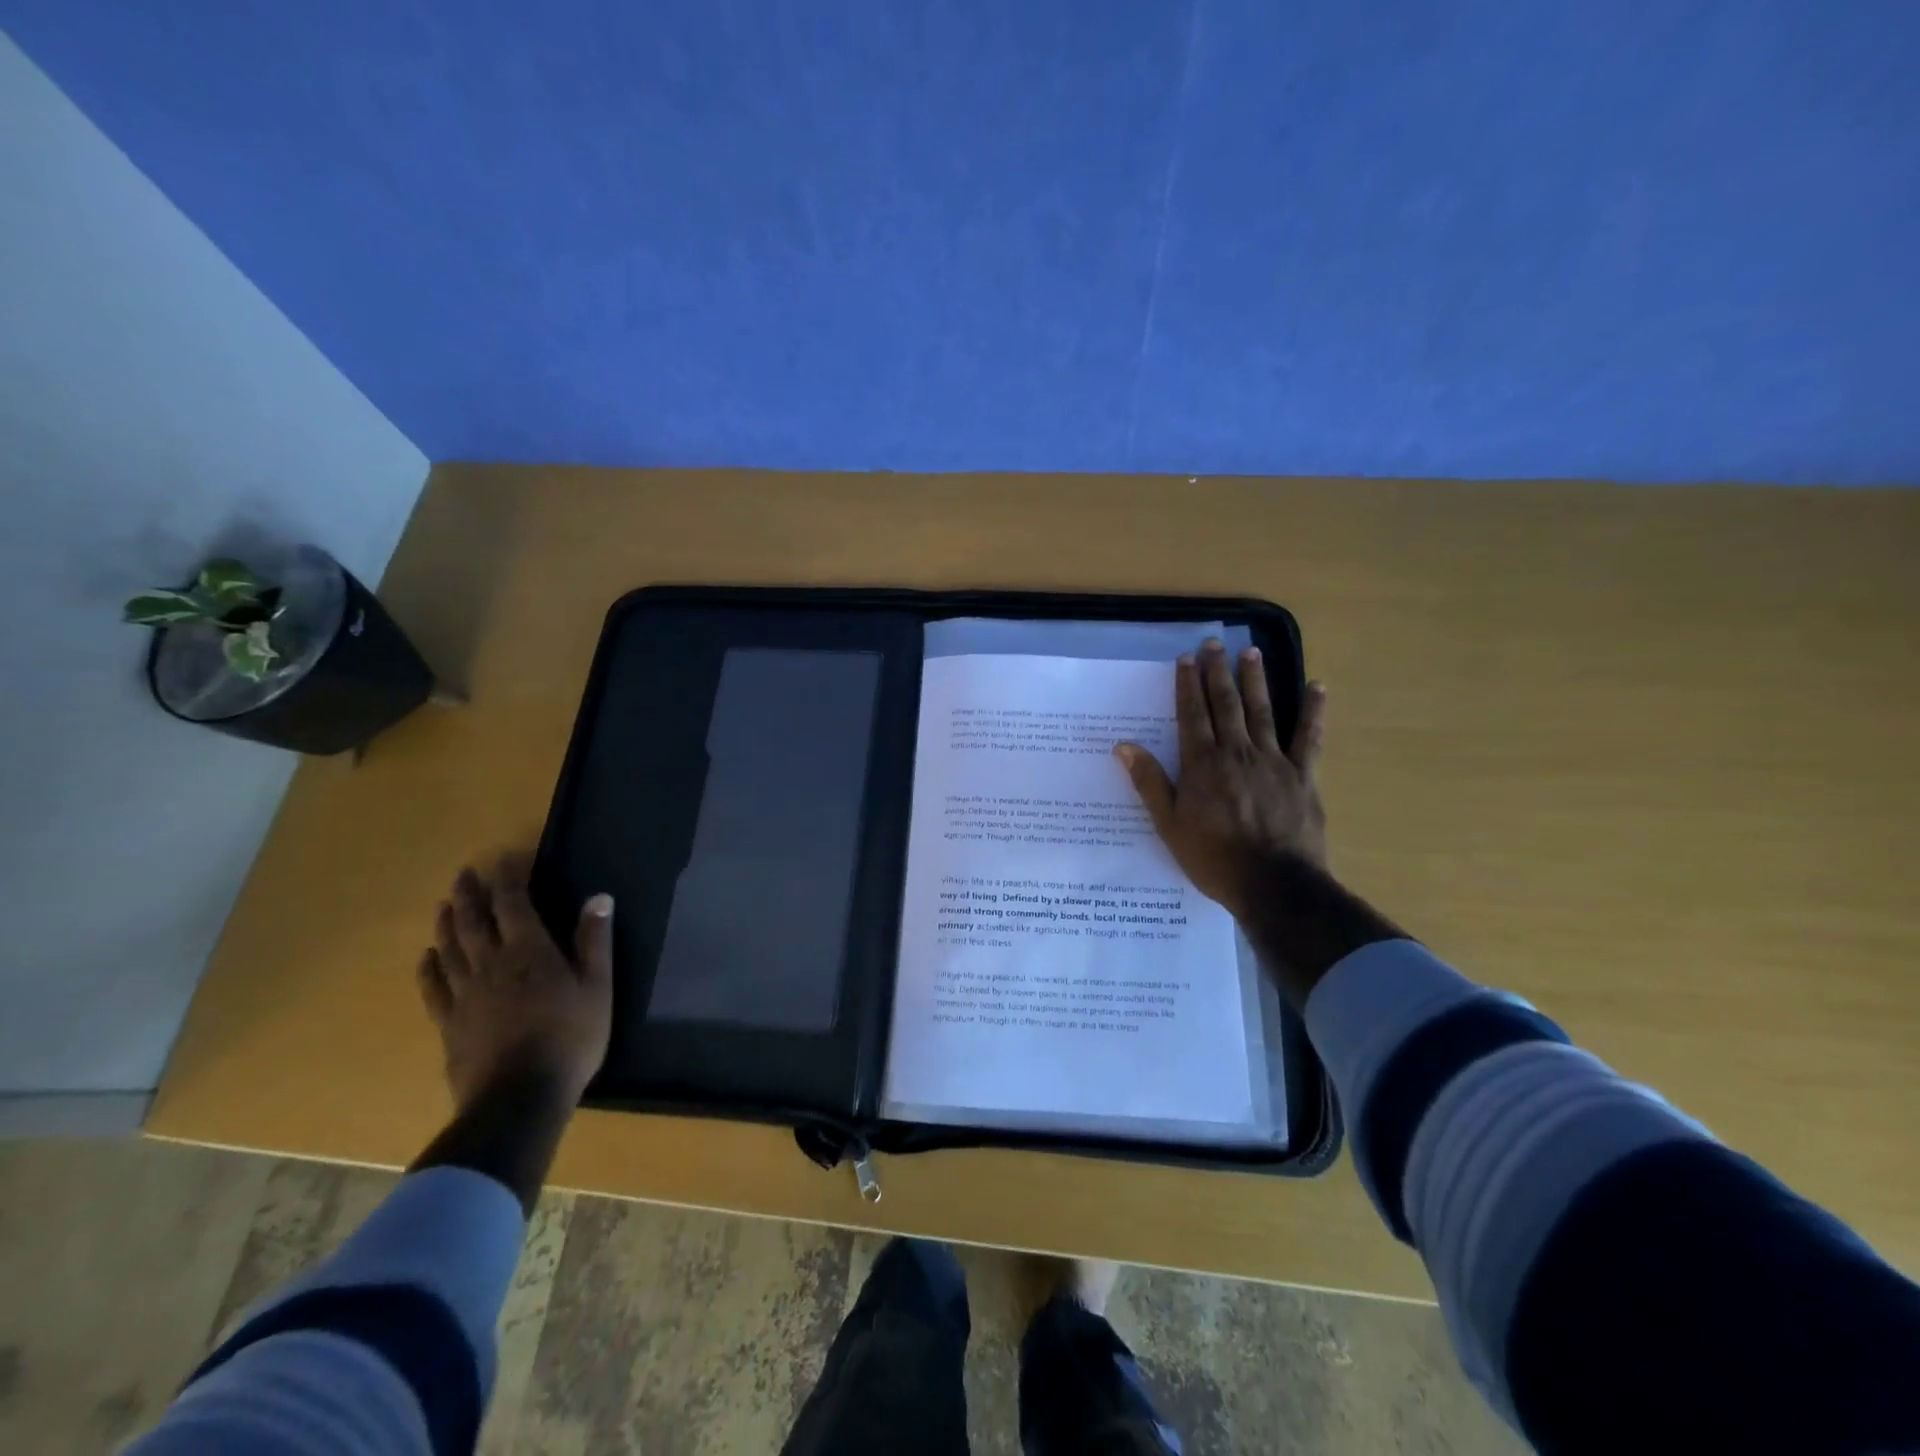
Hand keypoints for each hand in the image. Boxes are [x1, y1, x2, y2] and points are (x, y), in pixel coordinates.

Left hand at [416, 850, 612, 1110]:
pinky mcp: (449, 1023)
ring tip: (444, 905)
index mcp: (529, 951)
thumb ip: (594, 940)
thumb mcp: (597, 986)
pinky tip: (426, 958)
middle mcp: (491, 964)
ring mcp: (465, 994)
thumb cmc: (570, 1038)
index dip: (508, 878)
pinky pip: (433, 988)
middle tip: (464, 873)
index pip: (513, 904)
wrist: (519, 1098)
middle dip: (470, 894)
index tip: (507, 858)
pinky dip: (428, 968)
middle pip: (474, 921)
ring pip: (450, 949)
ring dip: (446, 923)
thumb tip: (599, 897)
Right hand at [1116, 640, 1328, 920]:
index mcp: (1202, 764)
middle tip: (1214, 643)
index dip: (1187, 685)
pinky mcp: (1303, 775)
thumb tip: (1124, 746)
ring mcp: (1273, 760)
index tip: (1186, 658)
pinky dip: (1313, 711)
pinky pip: (1309, 737)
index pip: (1191, 714)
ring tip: (1250, 652)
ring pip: (1262, 711)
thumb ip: (1150, 783)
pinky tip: (1316, 686)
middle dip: (1217, 672)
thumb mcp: (1170, 825)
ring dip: (1255, 680)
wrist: (1274, 884)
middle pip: (1225, 704)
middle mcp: (1237, 752)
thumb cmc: (1214, 858)